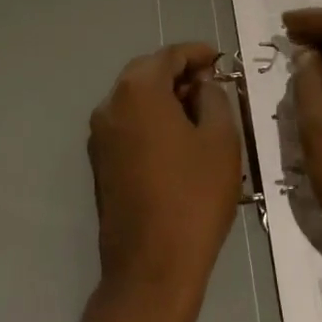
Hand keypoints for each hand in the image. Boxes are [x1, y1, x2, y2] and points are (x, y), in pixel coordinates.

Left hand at [87, 43, 242, 321]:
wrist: (152, 268)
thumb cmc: (194, 198)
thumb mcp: (221, 140)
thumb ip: (214, 98)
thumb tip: (203, 85)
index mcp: (138, 91)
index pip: (170, 55)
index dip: (198, 53)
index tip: (221, 60)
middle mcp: (111, 105)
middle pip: (147, 73)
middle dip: (180, 73)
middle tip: (213, 84)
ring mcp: (100, 135)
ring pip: (136, 99)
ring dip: (165, 97)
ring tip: (200, 111)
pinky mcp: (100, 162)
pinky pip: (129, 124)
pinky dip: (152, 119)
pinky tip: (179, 138)